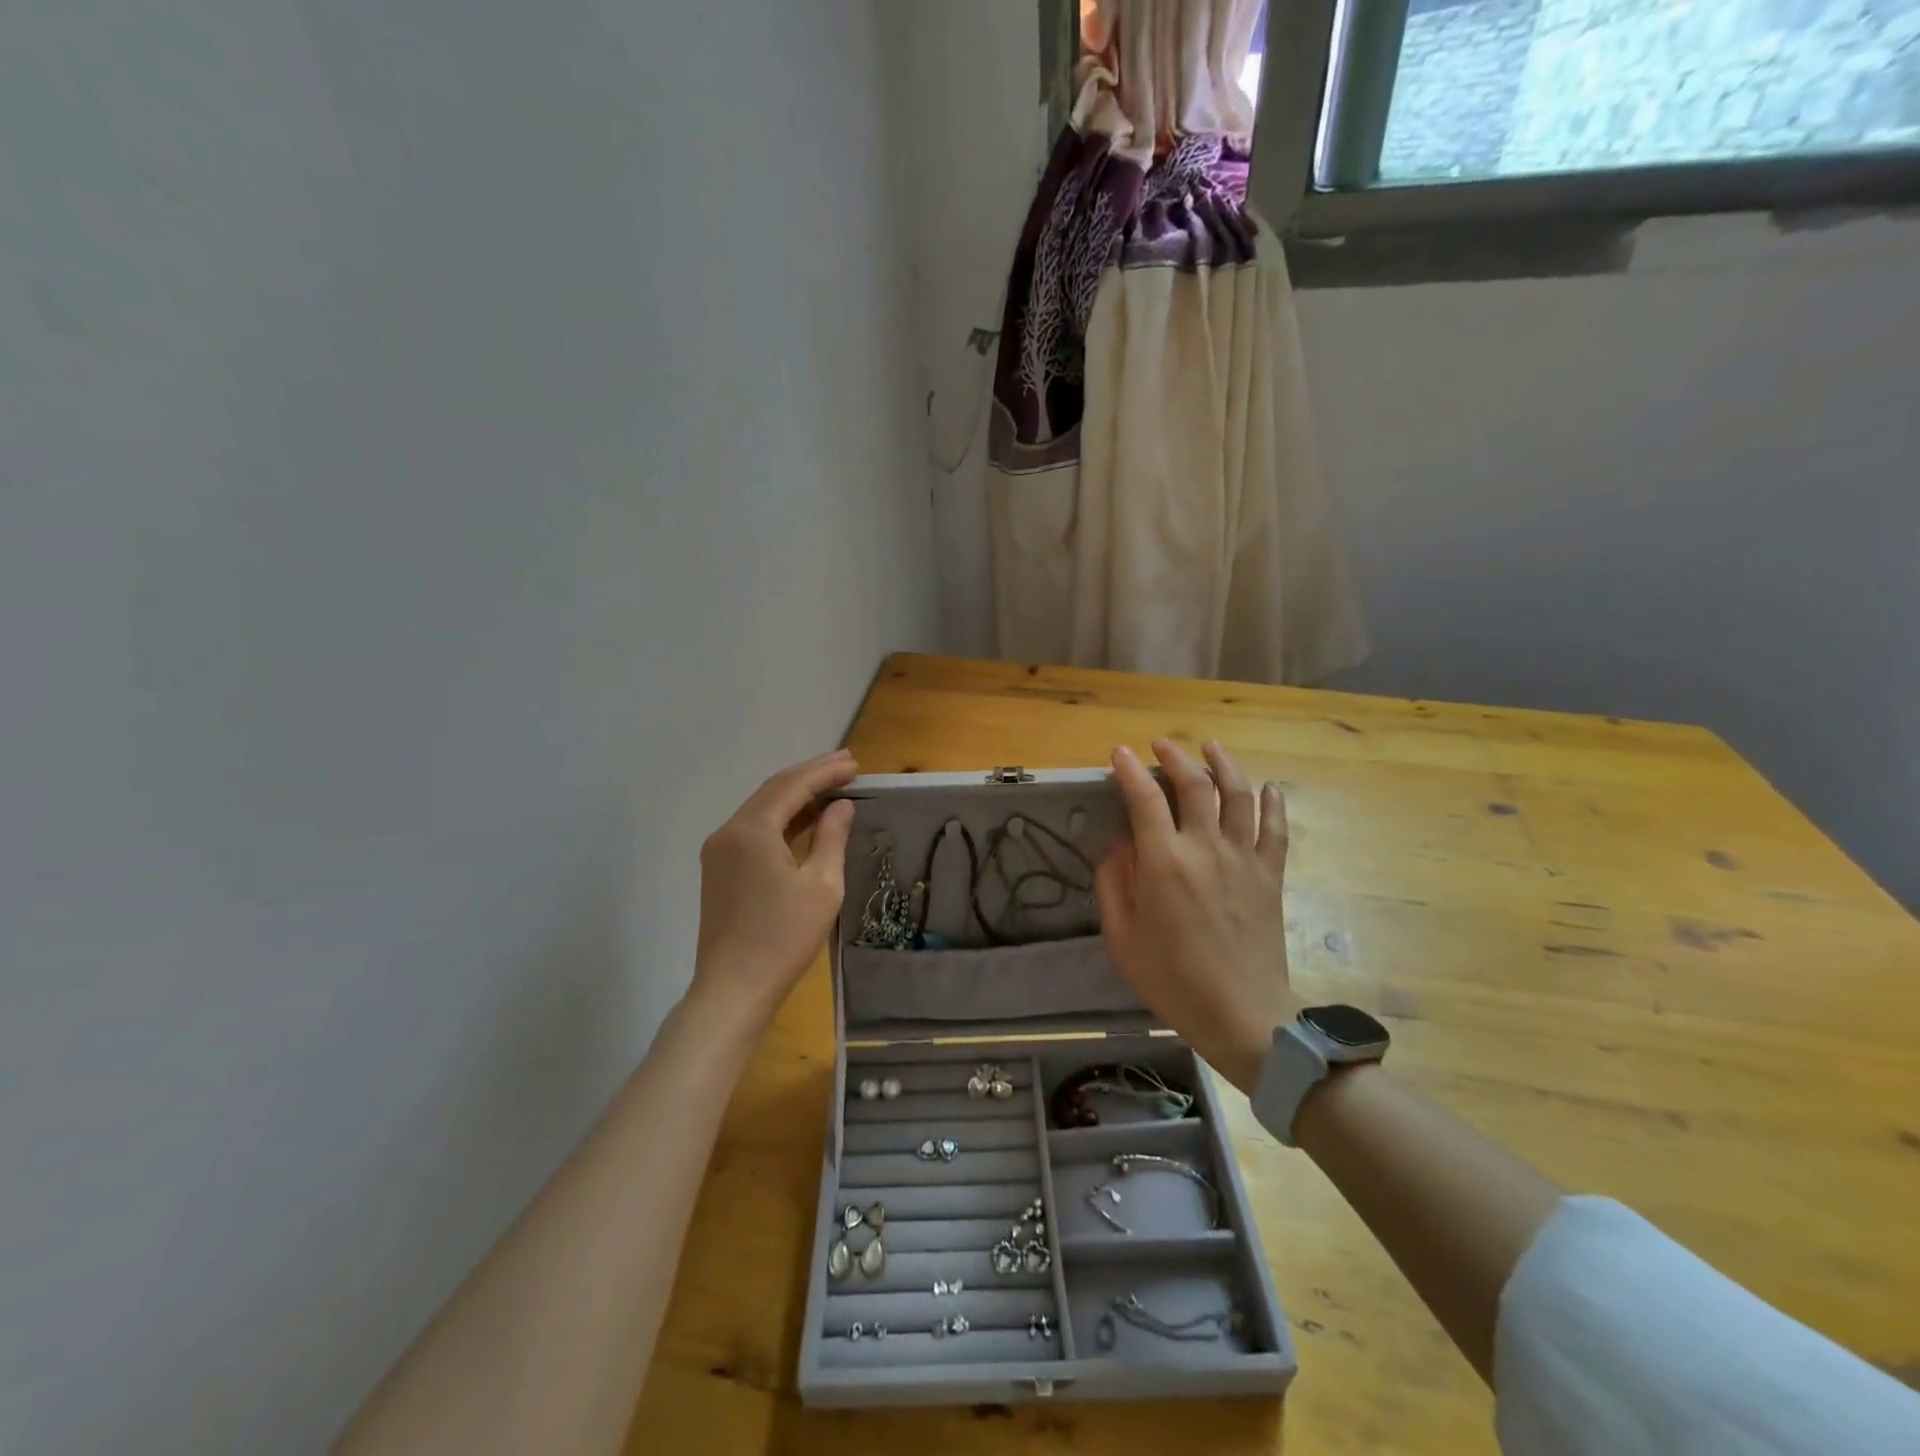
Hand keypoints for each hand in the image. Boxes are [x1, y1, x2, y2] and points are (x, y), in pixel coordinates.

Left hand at [688, 749, 857, 1031]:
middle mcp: (728, 832)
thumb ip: (831, 837)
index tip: (855, 764)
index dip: (825, 772)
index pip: (792, 786)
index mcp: (751, 830)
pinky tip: (804, 820)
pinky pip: (753, 831)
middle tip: (846, 765)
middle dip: (810, 776)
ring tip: (831, 786)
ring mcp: (718, 852)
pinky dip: (781, 820)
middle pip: (773, 791)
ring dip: (795, 796)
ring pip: (761, 810)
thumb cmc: (783, 937)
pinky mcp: (718, 871)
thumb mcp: (821, 885)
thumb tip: (840, 806)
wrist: (733, 988)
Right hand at [1095, 740, 1299, 1092]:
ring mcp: (1244, 858)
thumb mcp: (1122, 937)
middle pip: (1194, 784)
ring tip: (1211, 746)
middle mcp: (1206, 848)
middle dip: (1175, 756)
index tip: (1120, 753)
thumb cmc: (1173, 980)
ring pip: (1239, 794)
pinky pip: (1277, 829)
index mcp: (1164, 863)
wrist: (1242, 1014)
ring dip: (1224, 764)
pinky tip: (1269, 787)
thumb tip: (1118, 845)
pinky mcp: (1271, 875)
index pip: (1144, 799)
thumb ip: (1114, 884)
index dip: (1130, 770)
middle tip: (1160, 744)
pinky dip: (1274, 803)